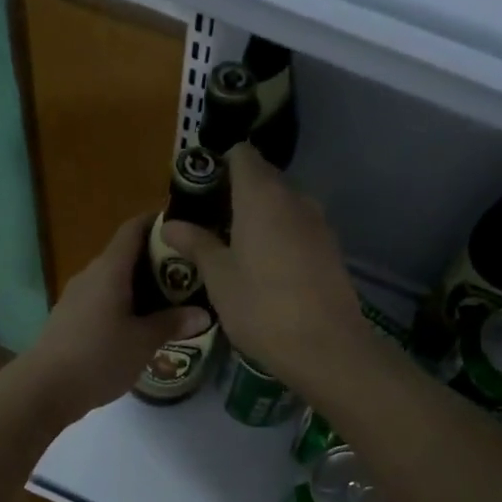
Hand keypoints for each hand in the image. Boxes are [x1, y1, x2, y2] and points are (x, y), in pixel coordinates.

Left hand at [19, 213, 210, 420]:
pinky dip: (124, 305)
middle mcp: (91, 275)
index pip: (133, 229)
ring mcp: (76, 297)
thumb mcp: (143, 342)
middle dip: (157, 261)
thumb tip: (202, 314)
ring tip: (171, 303)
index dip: (158, 223)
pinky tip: (140, 326)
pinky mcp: (70, 318)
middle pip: (126, 255)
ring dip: (141, 287)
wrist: (44, 388)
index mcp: (110, 270)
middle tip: (189, 276)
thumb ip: (172, 323)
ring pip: (114, 280)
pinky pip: (103, 300)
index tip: (184, 229)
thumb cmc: (98, 357)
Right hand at [162, 145, 369, 389]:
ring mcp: (318, 223)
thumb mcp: (219, 277)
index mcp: (262, 196)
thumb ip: (196, 244)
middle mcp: (295, 198)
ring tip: (232, 246)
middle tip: (208, 222)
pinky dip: (279, 235)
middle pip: (263, 178)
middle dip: (236, 192)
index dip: (219, 164)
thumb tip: (170, 223)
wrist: (325, 347)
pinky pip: (298, 228)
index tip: (199, 188)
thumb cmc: (261, 307)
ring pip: (282, 205)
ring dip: (259, 216)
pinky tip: (264, 266)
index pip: (242, 155)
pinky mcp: (331, 249)